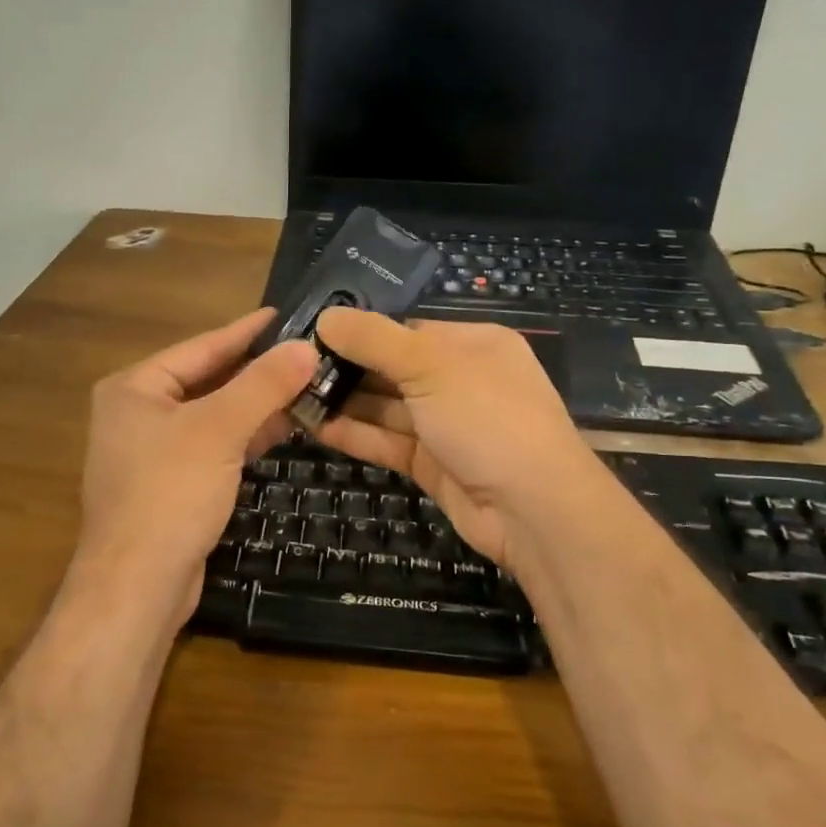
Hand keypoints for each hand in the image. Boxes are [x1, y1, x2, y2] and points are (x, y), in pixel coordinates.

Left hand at [75, 309, 317, 624]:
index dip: (246, 331)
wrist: (138, 585)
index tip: (286, 315)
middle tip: (306, 353)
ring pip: (214, 416)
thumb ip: (263, 385)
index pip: (201, 347)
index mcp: (135, 388)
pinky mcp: (171, 485)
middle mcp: (138, 413)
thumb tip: (307, 347)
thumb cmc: (170, 493)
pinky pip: (214, 447)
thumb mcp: (219, 429)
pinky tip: (283, 429)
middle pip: (208, 380)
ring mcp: (152, 452)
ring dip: (257, 405)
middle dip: (257, 371)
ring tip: (306, 386)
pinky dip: (246, 437)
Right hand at [310, 310, 616, 574]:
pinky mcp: (432, 464)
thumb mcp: (431, 367)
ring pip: (386, 408)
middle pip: (392, 369)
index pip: (407, 330)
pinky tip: (315, 427)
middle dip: (347, 369)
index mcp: (473, 345)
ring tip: (292, 396)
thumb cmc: (487, 418)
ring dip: (344, 403)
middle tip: (292, 368)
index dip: (361, 332)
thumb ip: (375, 340)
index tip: (312, 333)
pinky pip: (388, 442)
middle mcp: (460, 381)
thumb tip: (326, 315)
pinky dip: (355, 434)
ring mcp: (446, 425)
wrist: (533, 510)